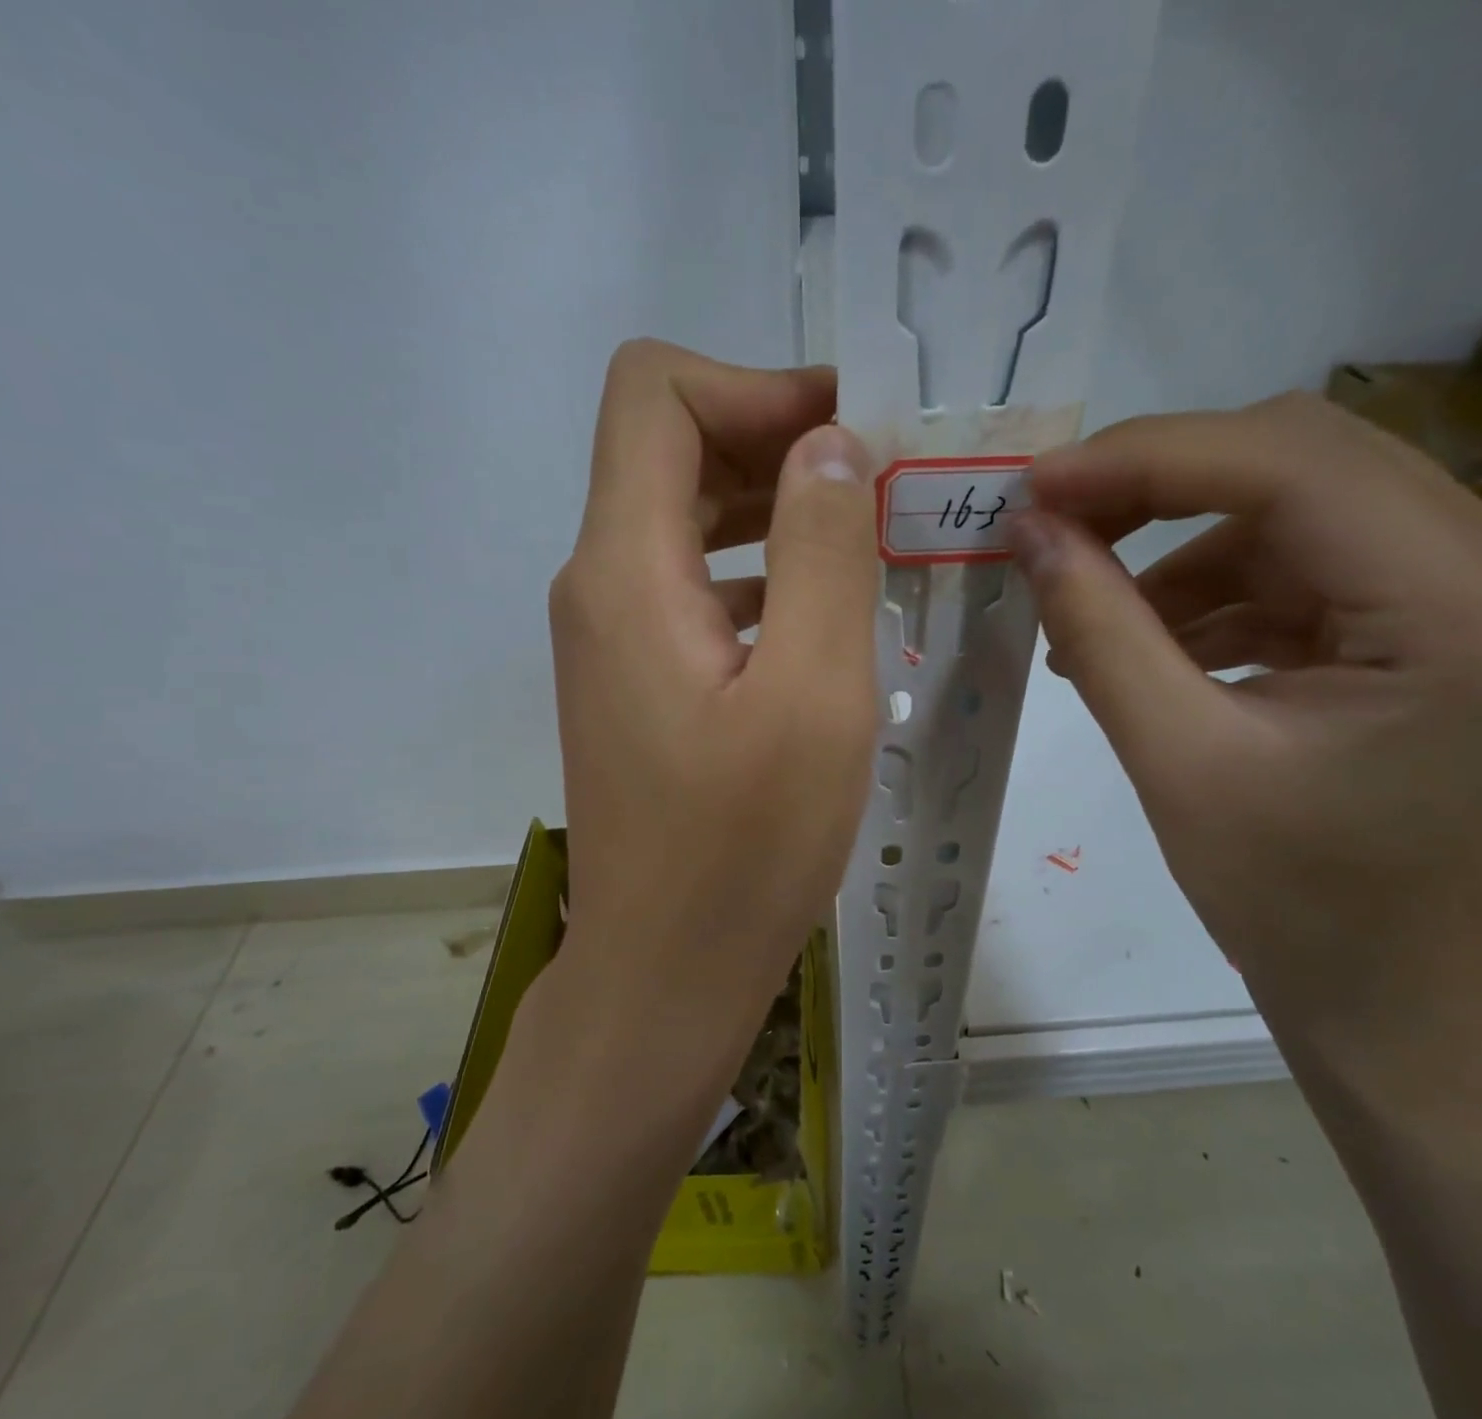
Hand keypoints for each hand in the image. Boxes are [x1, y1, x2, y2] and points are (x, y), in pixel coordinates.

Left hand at [546, 340, 878, 1073]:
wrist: (665, 971)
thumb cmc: (744, 849)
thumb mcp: (814, 694)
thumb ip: (822, 550)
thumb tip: (828, 442)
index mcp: (625, 569)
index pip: (655, 393)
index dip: (754, 385)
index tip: (849, 431)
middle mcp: (599, 585)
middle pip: (671, 448)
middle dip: (777, 441)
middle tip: (882, 483)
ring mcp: (612, 636)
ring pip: (685, 518)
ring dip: (775, 509)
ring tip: (869, 540)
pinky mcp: (637, 680)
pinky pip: (694, 585)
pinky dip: (759, 572)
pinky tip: (824, 614)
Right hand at [1012, 392, 1481, 1029]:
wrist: (1394, 996)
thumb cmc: (1296, 904)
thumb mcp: (1176, 762)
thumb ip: (1099, 631)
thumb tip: (1027, 532)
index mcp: (1466, 607)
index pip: (1290, 464)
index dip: (1144, 459)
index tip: (1033, 489)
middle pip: (1299, 461)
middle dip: (1154, 488)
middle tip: (1050, 531)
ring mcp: (1475, 591)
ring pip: (1291, 508)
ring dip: (1174, 550)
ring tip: (1088, 620)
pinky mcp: (1432, 621)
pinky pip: (1300, 565)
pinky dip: (1210, 592)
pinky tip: (1147, 646)